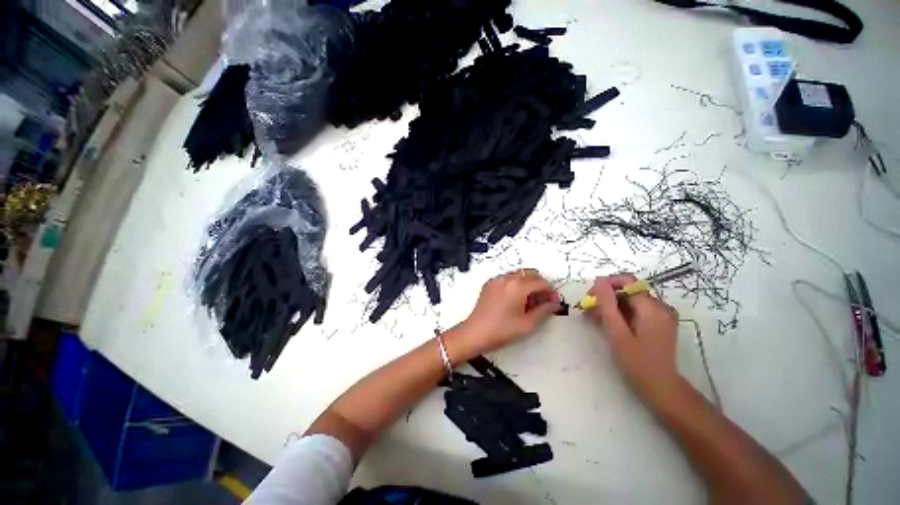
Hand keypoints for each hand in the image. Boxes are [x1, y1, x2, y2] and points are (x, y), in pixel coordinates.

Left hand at [450, 269, 560, 359]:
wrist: (475, 333)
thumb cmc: (503, 330)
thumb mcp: (527, 324)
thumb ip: (544, 311)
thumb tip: (555, 304)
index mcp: (518, 286)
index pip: (541, 282)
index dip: (550, 291)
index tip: (553, 302)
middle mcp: (507, 278)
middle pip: (530, 274)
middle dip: (539, 285)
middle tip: (542, 301)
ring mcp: (496, 279)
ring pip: (518, 274)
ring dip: (527, 283)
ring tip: (529, 301)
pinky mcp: (489, 283)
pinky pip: (507, 278)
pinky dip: (515, 284)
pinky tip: (515, 299)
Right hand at [586, 274, 680, 401]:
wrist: (661, 387)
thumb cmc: (637, 362)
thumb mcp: (617, 332)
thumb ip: (607, 304)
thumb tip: (599, 280)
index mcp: (652, 307)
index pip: (626, 281)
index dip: (606, 284)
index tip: (590, 297)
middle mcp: (661, 306)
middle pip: (629, 290)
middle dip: (607, 297)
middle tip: (589, 311)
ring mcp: (663, 314)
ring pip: (631, 299)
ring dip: (612, 305)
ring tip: (595, 319)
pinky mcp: (660, 321)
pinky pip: (638, 308)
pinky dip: (622, 312)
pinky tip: (611, 323)